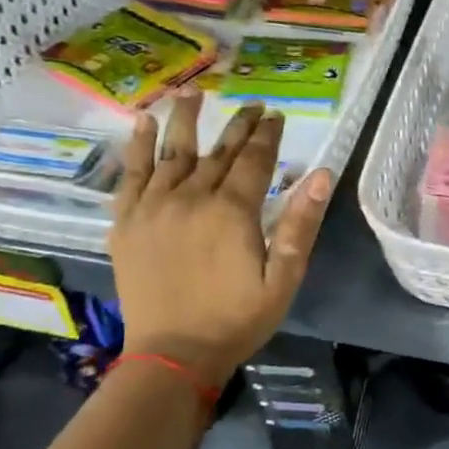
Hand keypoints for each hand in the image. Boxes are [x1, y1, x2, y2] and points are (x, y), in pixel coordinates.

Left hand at [108, 94, 333, 373]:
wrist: (172, 356)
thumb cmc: (237, 319)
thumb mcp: (283, 278)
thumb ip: (300, 224)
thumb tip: (322, 174)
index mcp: (232, 211)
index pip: (254, 160)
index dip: (268, 135)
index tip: (276, 115)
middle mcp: (191, 198)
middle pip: (218, 152)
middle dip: (238, 126)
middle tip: (252, 105)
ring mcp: (154, 208)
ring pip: (172, 152)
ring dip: (185, 120)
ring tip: (192, 93)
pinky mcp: (127, 223)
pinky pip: (131, 175)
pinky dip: (137, 146)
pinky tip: (142, 123)